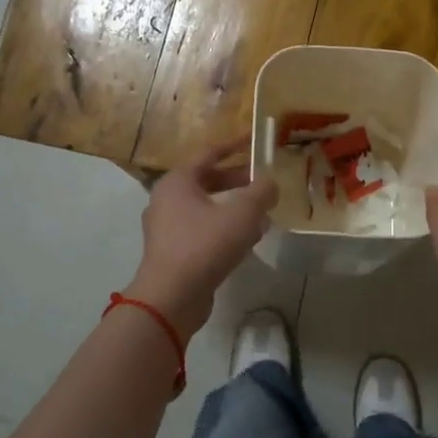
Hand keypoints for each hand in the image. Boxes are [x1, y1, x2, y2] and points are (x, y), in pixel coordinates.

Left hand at [126, 138, 278, 339]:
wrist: (172, 297)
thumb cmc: (204, 245)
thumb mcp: (242, 214)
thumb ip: (261, 193)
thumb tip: (271, 184)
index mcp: (177, 181)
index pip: (209, 153)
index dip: (235, 145)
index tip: (255, 140)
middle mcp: (167, 199)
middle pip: (208, 181)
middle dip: (238, 181)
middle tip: (264, 182)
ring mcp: (168, 228)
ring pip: (207, 208)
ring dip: (235, 207)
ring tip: (263, 213)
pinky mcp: (174, 252)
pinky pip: (204, 230)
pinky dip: (225, 228)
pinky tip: (249, 239)